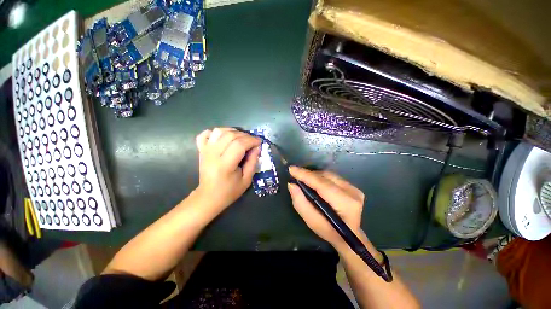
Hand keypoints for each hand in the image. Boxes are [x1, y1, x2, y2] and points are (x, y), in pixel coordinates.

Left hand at [194, 128, 260, 213]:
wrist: (208, 197)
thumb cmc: (229, 191)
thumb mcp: (247, 180)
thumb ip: (253, 162)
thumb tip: (257, 147)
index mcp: (225, 165)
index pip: (239, 144)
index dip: (252, 140)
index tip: (259, 142)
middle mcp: (213, 155)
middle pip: (230, 135)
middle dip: (245, 135)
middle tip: (252, 141)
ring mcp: (205, 151)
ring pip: (219, 131)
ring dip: (233, 131)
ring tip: (241, 138)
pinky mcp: (201, 150)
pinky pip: (205, 134)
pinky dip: (215, 132)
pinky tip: (224, 137)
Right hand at [288, 166, 365, 248]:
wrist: (350, 237)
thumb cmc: (329, 232)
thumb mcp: (312, 222)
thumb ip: (301, 203)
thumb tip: (292, 184)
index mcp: (345, 203)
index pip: (322, 184)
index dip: (305, 175)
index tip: (291, 169)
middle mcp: (352, 192)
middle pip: (325, 177)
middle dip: (308, 175)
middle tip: (295, 176)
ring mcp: (354, 188)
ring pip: (328, 175)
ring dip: (314, 176)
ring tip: (304, 179)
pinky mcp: (352, 187)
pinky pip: (332, 177)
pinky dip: (320, 178)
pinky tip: (314, 182)